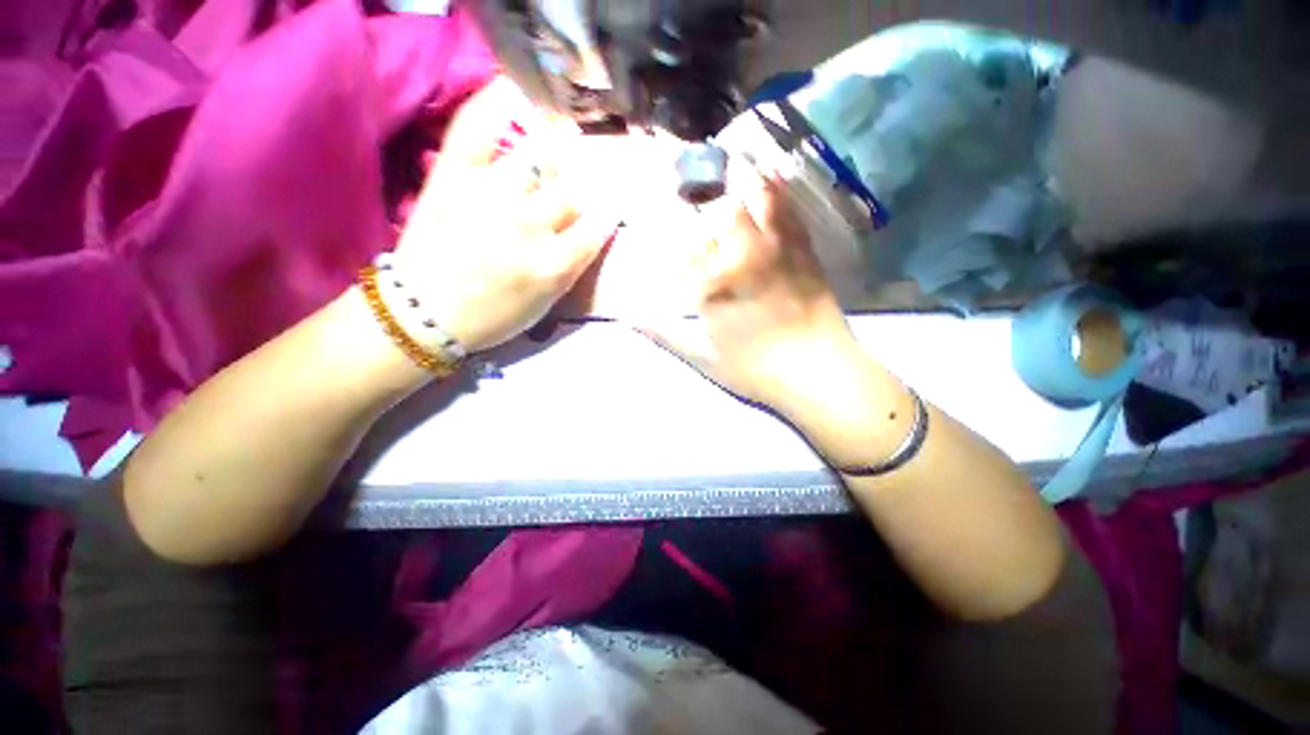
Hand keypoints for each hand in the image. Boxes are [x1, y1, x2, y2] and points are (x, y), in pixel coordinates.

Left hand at [394, 78, 619, 351]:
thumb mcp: (547, 301)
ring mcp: (490, 194)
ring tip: (560, 139)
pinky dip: (496, 102)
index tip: (608, 208)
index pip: (597, 226)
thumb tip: (595, 226)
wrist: (423, 312)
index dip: (607, 214)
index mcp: (553, 264)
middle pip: (573, 192)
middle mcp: (529, 225)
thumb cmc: (493, 315)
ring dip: (557, 149)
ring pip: (541, 157)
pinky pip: (477, 126)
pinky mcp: (453, 175)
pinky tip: (515, 91)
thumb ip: (575, 264)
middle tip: (573, 188)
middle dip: (580, 190)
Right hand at [638, 165, 863, 413]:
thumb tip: (629, 318)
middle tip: (694, 170)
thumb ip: (665, 333)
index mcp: (715, 280)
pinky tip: (771, 176)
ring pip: (759, 196)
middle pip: (723, 206)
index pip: (686, 238)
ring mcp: (778, 247)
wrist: (818, 373)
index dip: (672, 215)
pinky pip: (790, 209)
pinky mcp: (805, 250)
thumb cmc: (754, 368)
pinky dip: (778, 188)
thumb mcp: (702, 356)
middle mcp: (744, 253)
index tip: (662, 199)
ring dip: (744, 175)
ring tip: (732, 157)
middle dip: (706, 185)